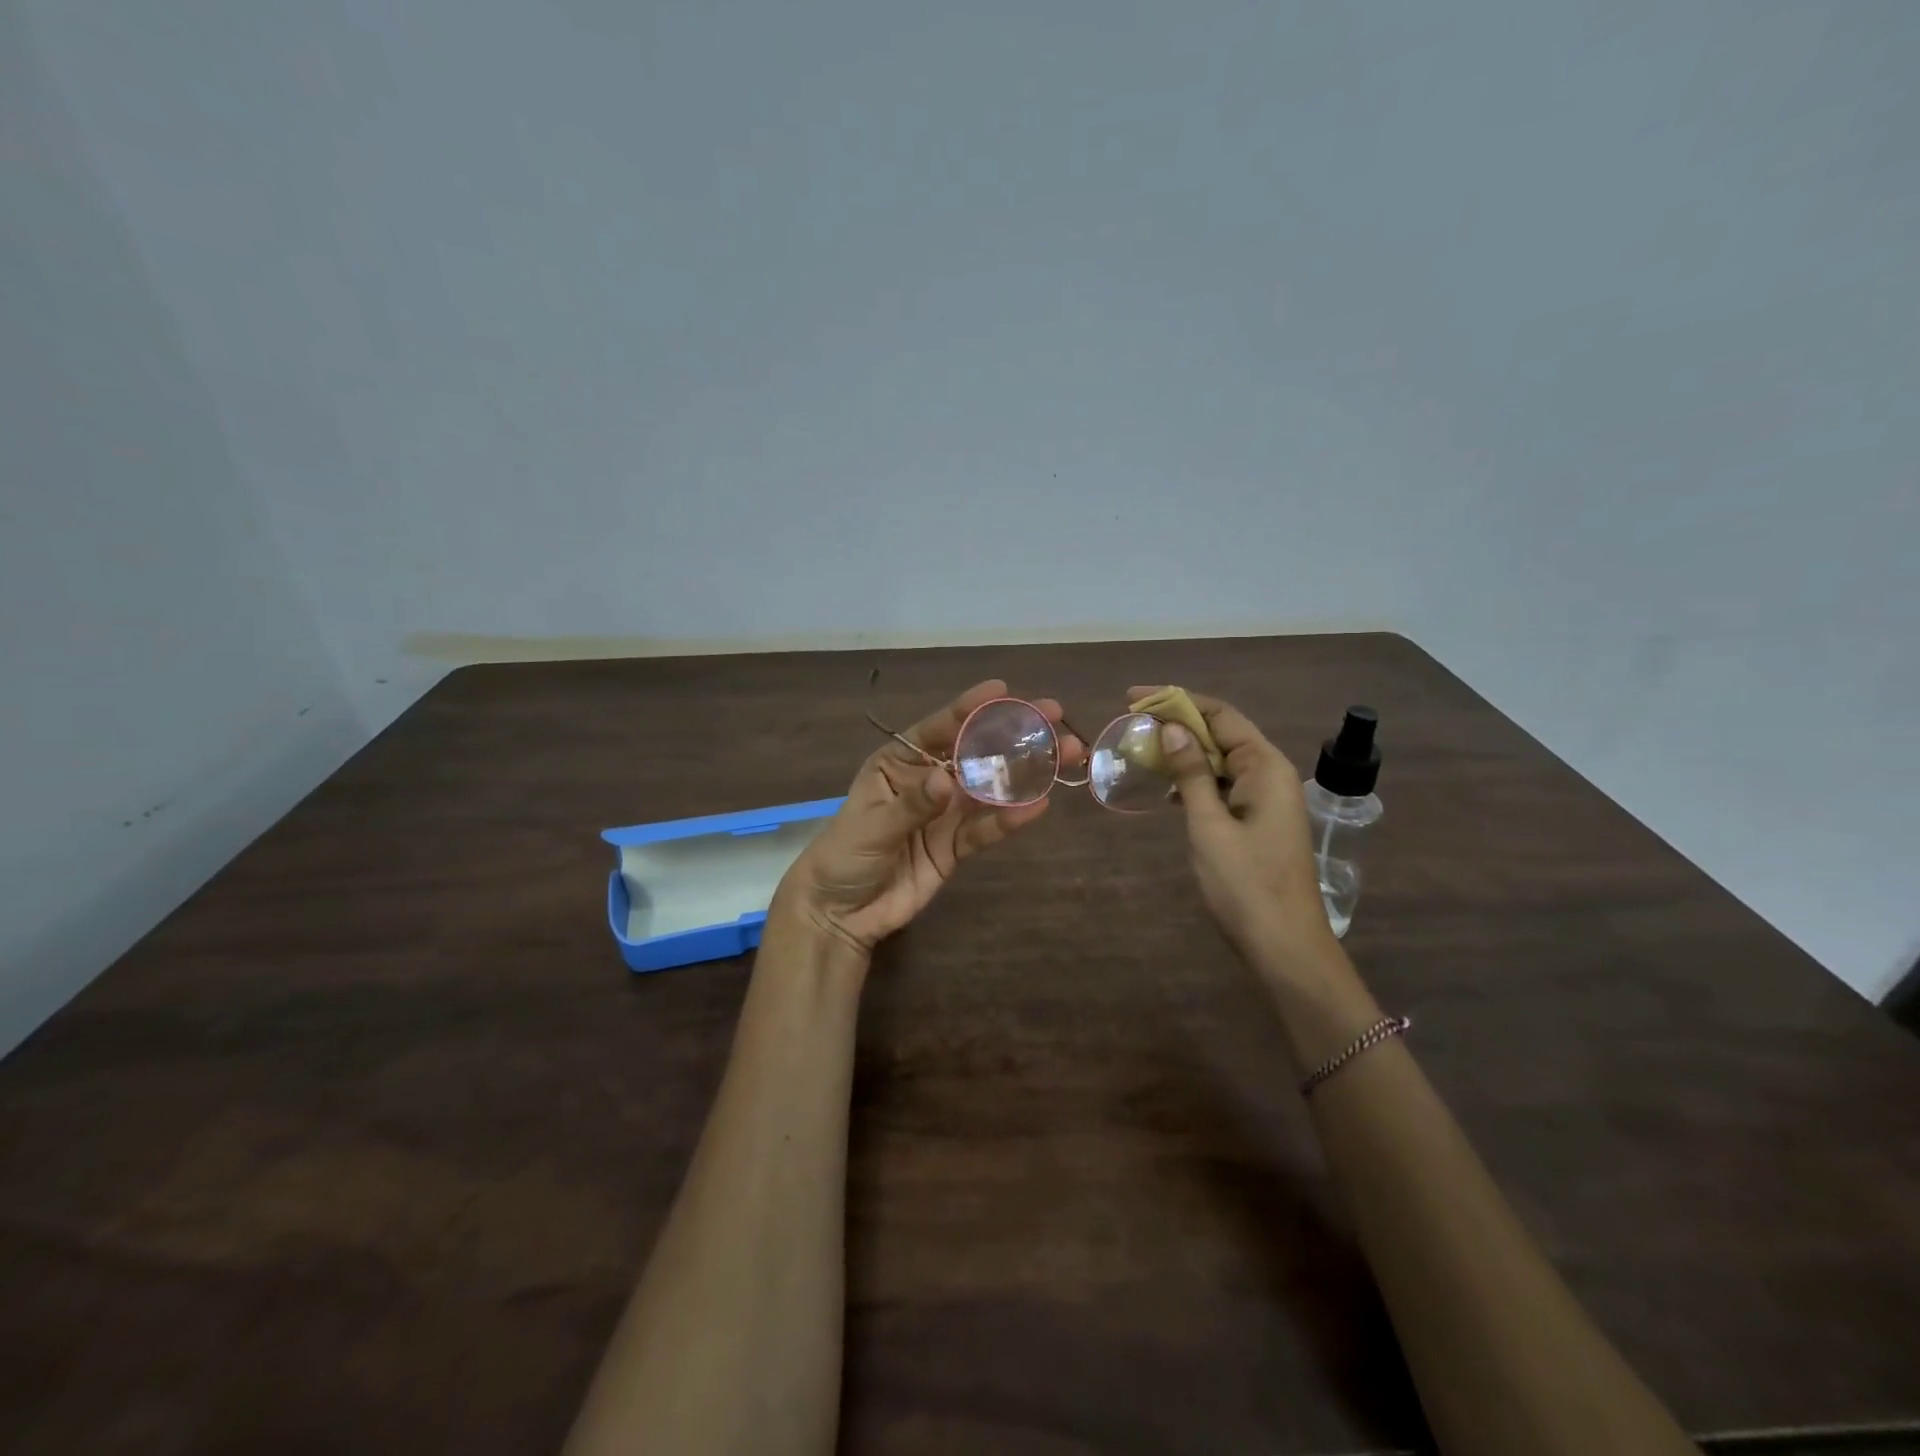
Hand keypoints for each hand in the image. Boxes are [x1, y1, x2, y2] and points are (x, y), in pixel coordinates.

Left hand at [775, 680, 1083, 955]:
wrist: (840, 913)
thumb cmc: (843, 856)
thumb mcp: (871, 826)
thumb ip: (912, 805)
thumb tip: (948, 780)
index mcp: (898, 763)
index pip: (937, 729)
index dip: (970, 709)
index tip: (1002, 692)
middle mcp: (927, 781)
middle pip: (975, 753)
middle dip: (1012, 735)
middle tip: (1053, 715)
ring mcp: (945, 815)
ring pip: (990, 788)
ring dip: (1026, 773)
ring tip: (1065, 754)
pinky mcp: (956, 848)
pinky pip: (986, 830)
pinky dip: (1010, 819)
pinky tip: (1038, 805)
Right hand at [1129, 685, 1337, 974]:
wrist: (1284, 946)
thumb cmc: (1245, 884)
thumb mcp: (1209, 825)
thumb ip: (1191, 773)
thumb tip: (1171, 728)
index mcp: (1265, 766)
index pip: (1220, 715)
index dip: (1177, 701)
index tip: (1135, 698)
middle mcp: (1270, 774)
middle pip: (1222, 733)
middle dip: (1178, 724)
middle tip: (1132, 724)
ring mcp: (1266, 799)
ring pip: (1221, 760)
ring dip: (1185, 753)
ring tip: (1143, 751)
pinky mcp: (1258, 821)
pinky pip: (1224, 786)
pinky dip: (1196, 781)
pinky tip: (1168, 790)